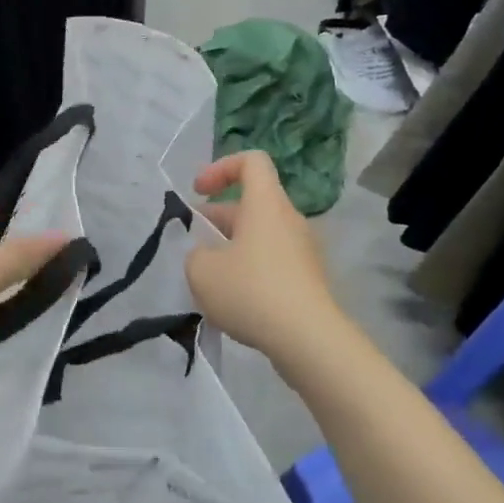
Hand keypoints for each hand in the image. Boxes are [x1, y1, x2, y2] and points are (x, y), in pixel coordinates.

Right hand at [187, 151, 342, 363]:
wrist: (309, 340)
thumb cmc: (252, 292)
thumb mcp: (202, 271)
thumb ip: (195, 254)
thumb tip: (207, 256)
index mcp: (266, 204)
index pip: (251, 161)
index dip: (221, 168)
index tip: (198, 192)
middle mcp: (289, 220)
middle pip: (252, 203)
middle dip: (218, 218)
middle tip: (194, 244)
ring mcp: (303, 251)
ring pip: (261, 235)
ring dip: (232, 248)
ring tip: (209, 280)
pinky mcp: (309, 280)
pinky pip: (273, 262)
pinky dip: (250, 271)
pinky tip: (233, 303)